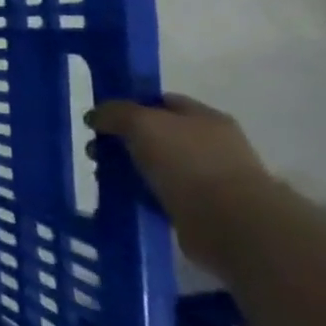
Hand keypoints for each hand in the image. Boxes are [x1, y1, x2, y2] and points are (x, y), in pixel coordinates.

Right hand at [86, 94, 271, 259]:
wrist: (229, 223)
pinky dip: (140, 197)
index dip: (130, 106)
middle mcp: (210, 145)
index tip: (101, 120)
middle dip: (123, 142)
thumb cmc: (188, 162)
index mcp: (205, 118)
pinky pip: (160, 196)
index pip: (162, 102)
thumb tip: (95, 116)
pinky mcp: (200, 210)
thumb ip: (115, 113)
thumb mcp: (143, 123)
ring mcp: (208, 179)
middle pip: (156, 136)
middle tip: (95, 154)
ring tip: (103, 180)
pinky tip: (121, 200)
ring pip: (155, 167)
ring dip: (128, 172)